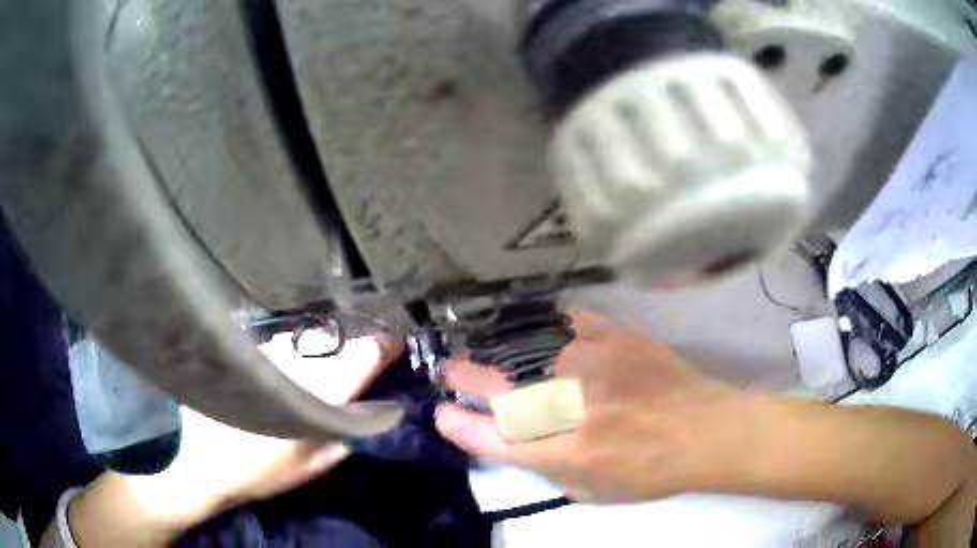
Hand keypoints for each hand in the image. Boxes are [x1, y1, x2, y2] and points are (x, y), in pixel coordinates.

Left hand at [54, 336, 406, 547]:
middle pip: (338, 340)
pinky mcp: (246, 351)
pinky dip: (300, 341)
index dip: (382, 345)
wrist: (196, 459)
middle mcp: (293, 363)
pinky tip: (300, 351)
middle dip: (359, 337)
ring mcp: (267, 352)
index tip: (397, 337)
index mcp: (315, 395)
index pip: (361, 358)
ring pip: (310, 335)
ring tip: (340, 343)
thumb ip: (347, 438)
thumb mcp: (311, 467)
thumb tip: (379, 411)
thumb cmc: (256, 470)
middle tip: (374, 338)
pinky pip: (284, 339)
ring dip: (329, 337)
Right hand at [434, 310, 744, 502]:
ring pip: (525, 350)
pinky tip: (541, 331)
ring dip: (499, 353)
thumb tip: (519, 439)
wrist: (705, 431)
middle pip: (496, 386)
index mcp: (562, 451)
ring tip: (489, 350)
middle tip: (453, 370)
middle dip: (463, 377)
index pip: (489, 436)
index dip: (456, 424)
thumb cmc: (650, 472)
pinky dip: (547, 327)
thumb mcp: (590, 491)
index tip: (442, 413)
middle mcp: (569, 406)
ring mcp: (591, 365)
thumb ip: (548, 466)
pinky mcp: (615, 337)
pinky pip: (567, 322)